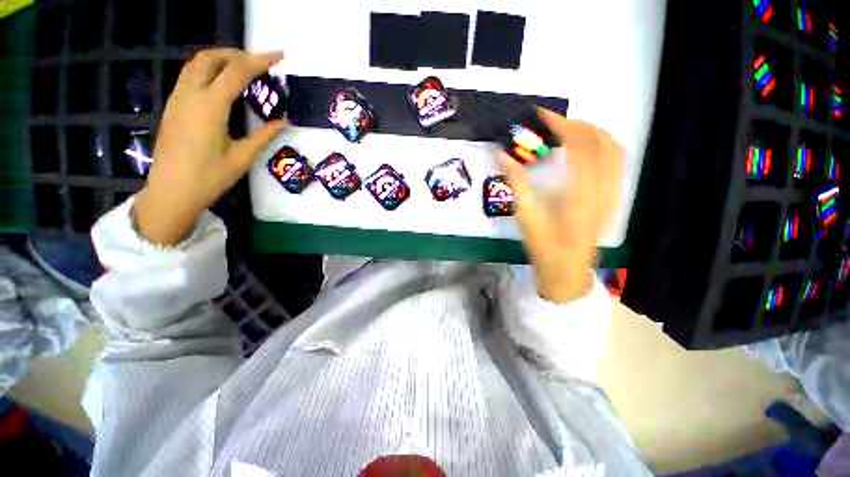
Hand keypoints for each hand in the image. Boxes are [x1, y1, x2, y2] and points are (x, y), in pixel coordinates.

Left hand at [134, 48, 285, 244]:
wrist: (171, 191)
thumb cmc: (209, 177)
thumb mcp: (242, 157)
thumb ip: (263, 136)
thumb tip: (282, 121)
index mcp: (209, 106)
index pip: (237, 71)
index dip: (260, 60)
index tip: (279, 56)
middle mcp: (190, 94)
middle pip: (211, 58)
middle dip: (237, 54)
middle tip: (259, 64)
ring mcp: (178, 99)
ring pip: (196, 64)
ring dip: (221, 60)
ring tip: (243, 70)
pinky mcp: (173, 106)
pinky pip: (190, 76)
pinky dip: (209, 71)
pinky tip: (222, 85)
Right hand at [498, 108, 623, 302]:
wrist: (566, 270)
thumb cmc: (544, 245)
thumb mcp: (526, 214)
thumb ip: (516, 181)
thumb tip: (501, 155)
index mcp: (581, 191)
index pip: (577, 144)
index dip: (560, 124)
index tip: (542, 116)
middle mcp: (603, 187)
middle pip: (600, 141)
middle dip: (576, 125)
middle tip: (553, 123)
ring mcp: (612, 193)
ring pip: (614, 149)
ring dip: (593, 133)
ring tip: (570, 131)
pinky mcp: (613, 199)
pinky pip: (618, 163)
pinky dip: (604, 147)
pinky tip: (588, 150)